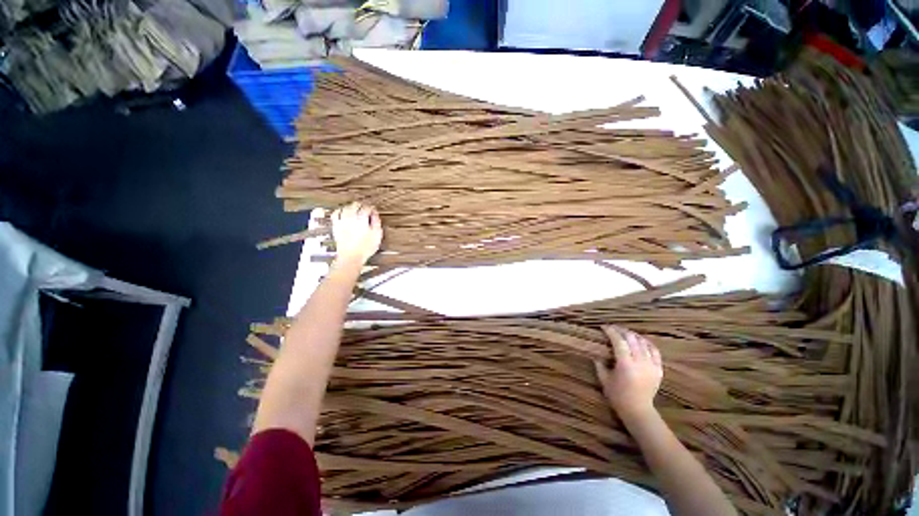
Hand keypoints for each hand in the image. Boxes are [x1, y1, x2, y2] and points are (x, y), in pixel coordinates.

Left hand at [330, 202, 382, 265]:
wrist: (351, 257)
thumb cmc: (365, 248)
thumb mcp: (377, 235)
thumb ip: (376, 223)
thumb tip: (375, 215)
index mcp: (362, 220)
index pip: (366, 208)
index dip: (371, 208)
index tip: (373, 210)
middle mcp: (350, 219)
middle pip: (355, 205)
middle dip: (361, 205)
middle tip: (365, 208)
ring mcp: (342, 222)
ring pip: (345, 208)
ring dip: (351, 206)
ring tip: (355, 209)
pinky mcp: (336, 227)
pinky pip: (335, 214)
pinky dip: (339, 211)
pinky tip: (342, 213)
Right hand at [594, 326, 662, 422]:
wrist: (638, 410)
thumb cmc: (618, 396)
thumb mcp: (604, 379)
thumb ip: (599, 363)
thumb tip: (596, 352)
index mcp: (625, 364)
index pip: (618, 341)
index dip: (611, 331)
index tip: (603, 327)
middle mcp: (640, 362)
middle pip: (632, 338)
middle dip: (621, 330)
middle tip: (613, 328)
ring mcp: (651, 365)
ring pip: (643, 342)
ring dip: (633, 335)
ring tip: (625, 333)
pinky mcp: (659, 369)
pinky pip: (654, 350)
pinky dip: (646, 343)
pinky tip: (640, 341)